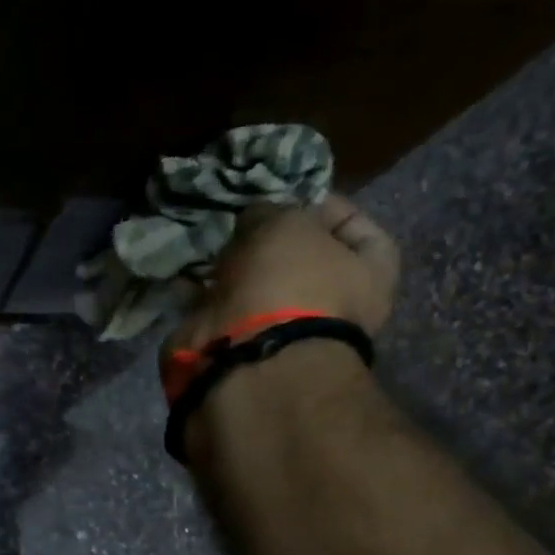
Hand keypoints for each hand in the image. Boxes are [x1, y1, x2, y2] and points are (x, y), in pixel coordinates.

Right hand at [166, 193, 399, 355]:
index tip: (293, 195)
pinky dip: (202, 293)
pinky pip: (219, 310)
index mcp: (367, 277)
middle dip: (269, 241)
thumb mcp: (288, 223)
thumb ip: (273, 211)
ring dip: (234, 266)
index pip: (357, 230)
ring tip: (212, 243)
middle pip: (300, 261)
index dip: (327, 207)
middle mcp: (329, 307)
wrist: (249, 359)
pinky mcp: (238, 347)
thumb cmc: (289, 283)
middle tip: (243, 222)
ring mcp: (281, 331)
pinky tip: (187, 274)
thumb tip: (255, 219)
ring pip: (256, 286)